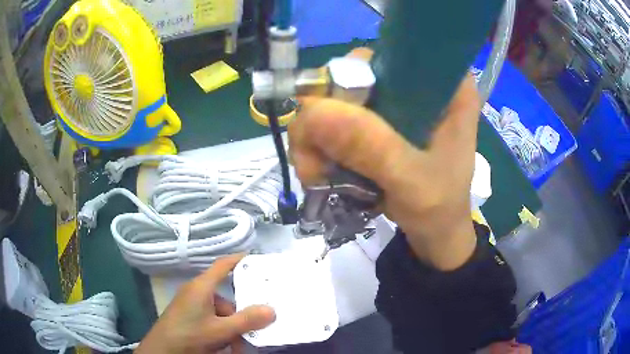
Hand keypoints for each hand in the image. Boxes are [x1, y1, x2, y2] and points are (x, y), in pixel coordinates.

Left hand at [135, 255, 274, 353]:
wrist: (162, 350)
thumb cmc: (189, 335)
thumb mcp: (220, 330)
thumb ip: (246, 320)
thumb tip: (272, 310)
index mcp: (202, 287)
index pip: (222, 265)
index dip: (239, 259)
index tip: (257, 259)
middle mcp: (196, 292)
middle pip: (226, 298)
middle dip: (240, 315)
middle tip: (255, 326)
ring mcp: (191, 305)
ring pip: (219, 313)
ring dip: (231, 329)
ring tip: (238, 345)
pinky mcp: (188, 317)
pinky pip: (211, 320)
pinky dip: (221, 331)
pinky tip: (226, 346)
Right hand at [289, 49, 481, 269]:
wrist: (435, 236)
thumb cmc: (440, 209)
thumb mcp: (414, 181)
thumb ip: (372, 148)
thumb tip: (312, 111)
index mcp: (446, 86)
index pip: (394, 52)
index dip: (355, 73)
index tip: (335, 110)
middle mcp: (417, 85)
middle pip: (354, 74)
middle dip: (324, 113)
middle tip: (313, 156)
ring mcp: (394, 105)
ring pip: (337, 99)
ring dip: (315, 137)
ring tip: (314, 174)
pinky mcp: (376, 126)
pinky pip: (335, 122)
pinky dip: (319, 146)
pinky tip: (319, 173)